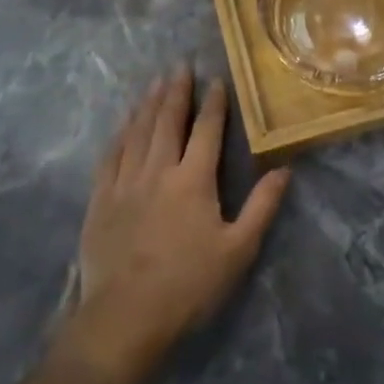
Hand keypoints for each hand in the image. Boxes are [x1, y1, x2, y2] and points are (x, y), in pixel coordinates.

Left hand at [65, 69, 290, 383]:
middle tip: (180, 66)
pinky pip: (110, 156)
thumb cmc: (189, 285)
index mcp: (193, 180)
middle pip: (167, 121)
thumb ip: (262, 206)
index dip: (214, 103)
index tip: (217, 80)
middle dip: (176, 91)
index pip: (206, 130)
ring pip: (137, 132)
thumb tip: (284, 170)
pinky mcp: (100, 200)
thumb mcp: (238, 249)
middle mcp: (158, 171)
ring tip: (155, 82)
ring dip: (148, 104)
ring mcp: (124, 183)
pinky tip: (123, 124)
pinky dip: (119, 134)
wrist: (126, 317)